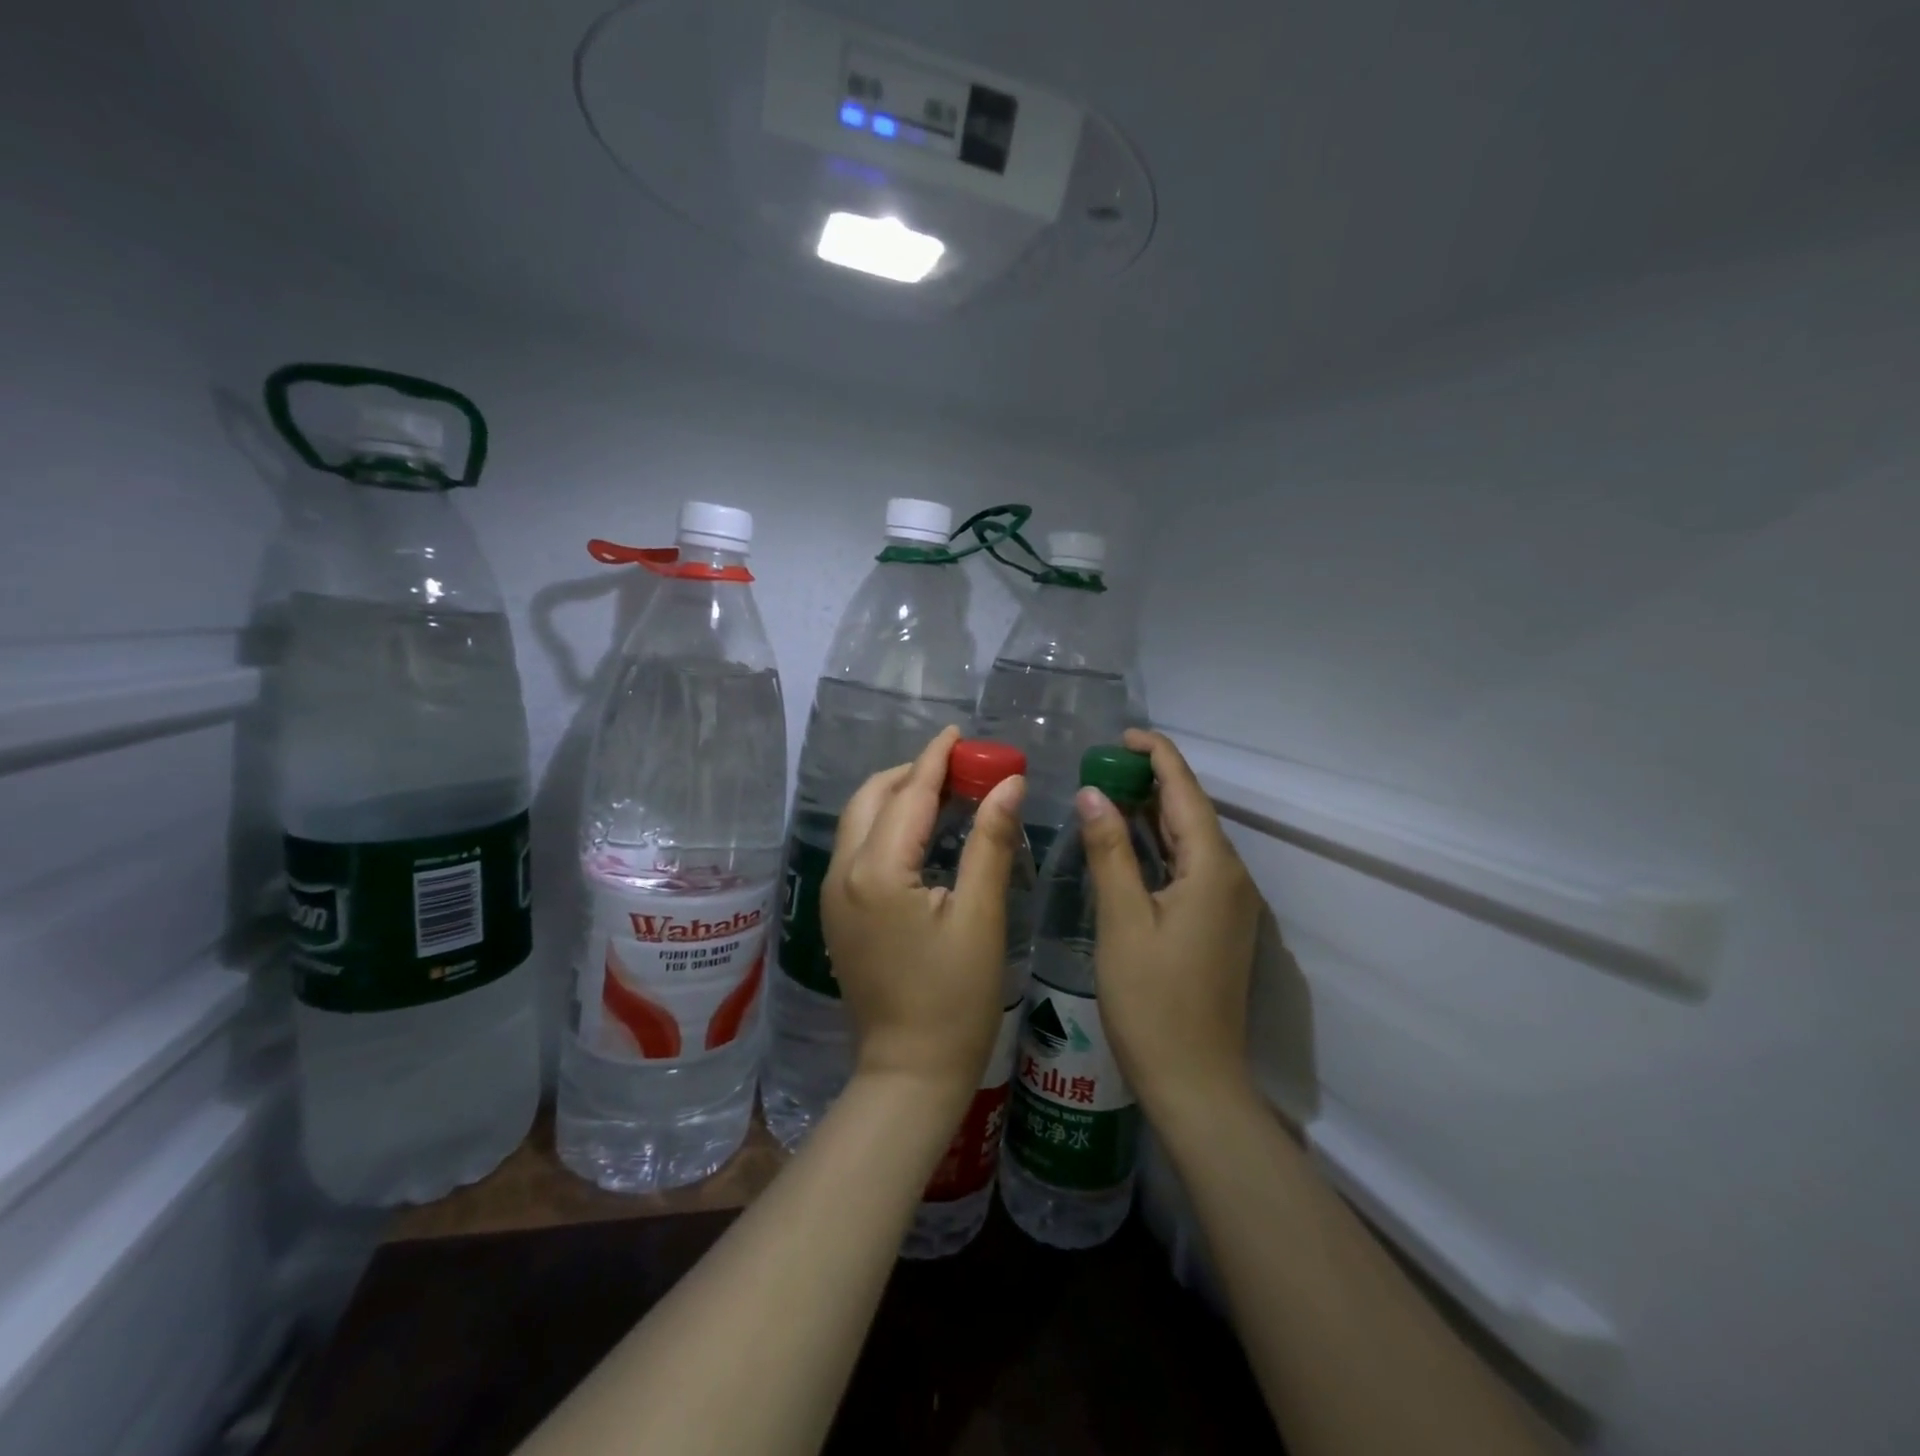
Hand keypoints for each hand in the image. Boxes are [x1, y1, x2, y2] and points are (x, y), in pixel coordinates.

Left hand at [822, 727, 1026, 1112]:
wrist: (908, 1071)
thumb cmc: (955, 998)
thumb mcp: (981, 916)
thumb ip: (991, 842)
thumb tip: (1009, 782)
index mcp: (877, 871)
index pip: (908, 794)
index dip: (936, 758)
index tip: (958, 732)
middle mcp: (843, 872)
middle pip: (872, 798)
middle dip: (912, 772)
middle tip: (959, 765)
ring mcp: (833, 894)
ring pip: (859, 820)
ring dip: (897, 796)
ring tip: (944, 790)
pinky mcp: (837, 913)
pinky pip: (857, 847)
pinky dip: (886, 824)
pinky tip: (920, 832)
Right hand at [1077, 729, 1262, 1123]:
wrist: (1195, 1081)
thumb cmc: (1152, 1000)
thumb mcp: (1123, 920)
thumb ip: (1110, 851)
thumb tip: (1092, 793)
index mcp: (1213, 868)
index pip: (1186, 791)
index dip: (1157, 756)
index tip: (1122, 735)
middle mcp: (1232, 877)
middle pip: (1193, 811)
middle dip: (1152, 780)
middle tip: (1103, 763)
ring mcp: (1230, 903)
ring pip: (1192, 840)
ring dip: (1155, 812)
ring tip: (1110, 791)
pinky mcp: (1220, 923)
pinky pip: (1191, 866)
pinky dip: (1161, 845)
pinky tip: (1131, 845)